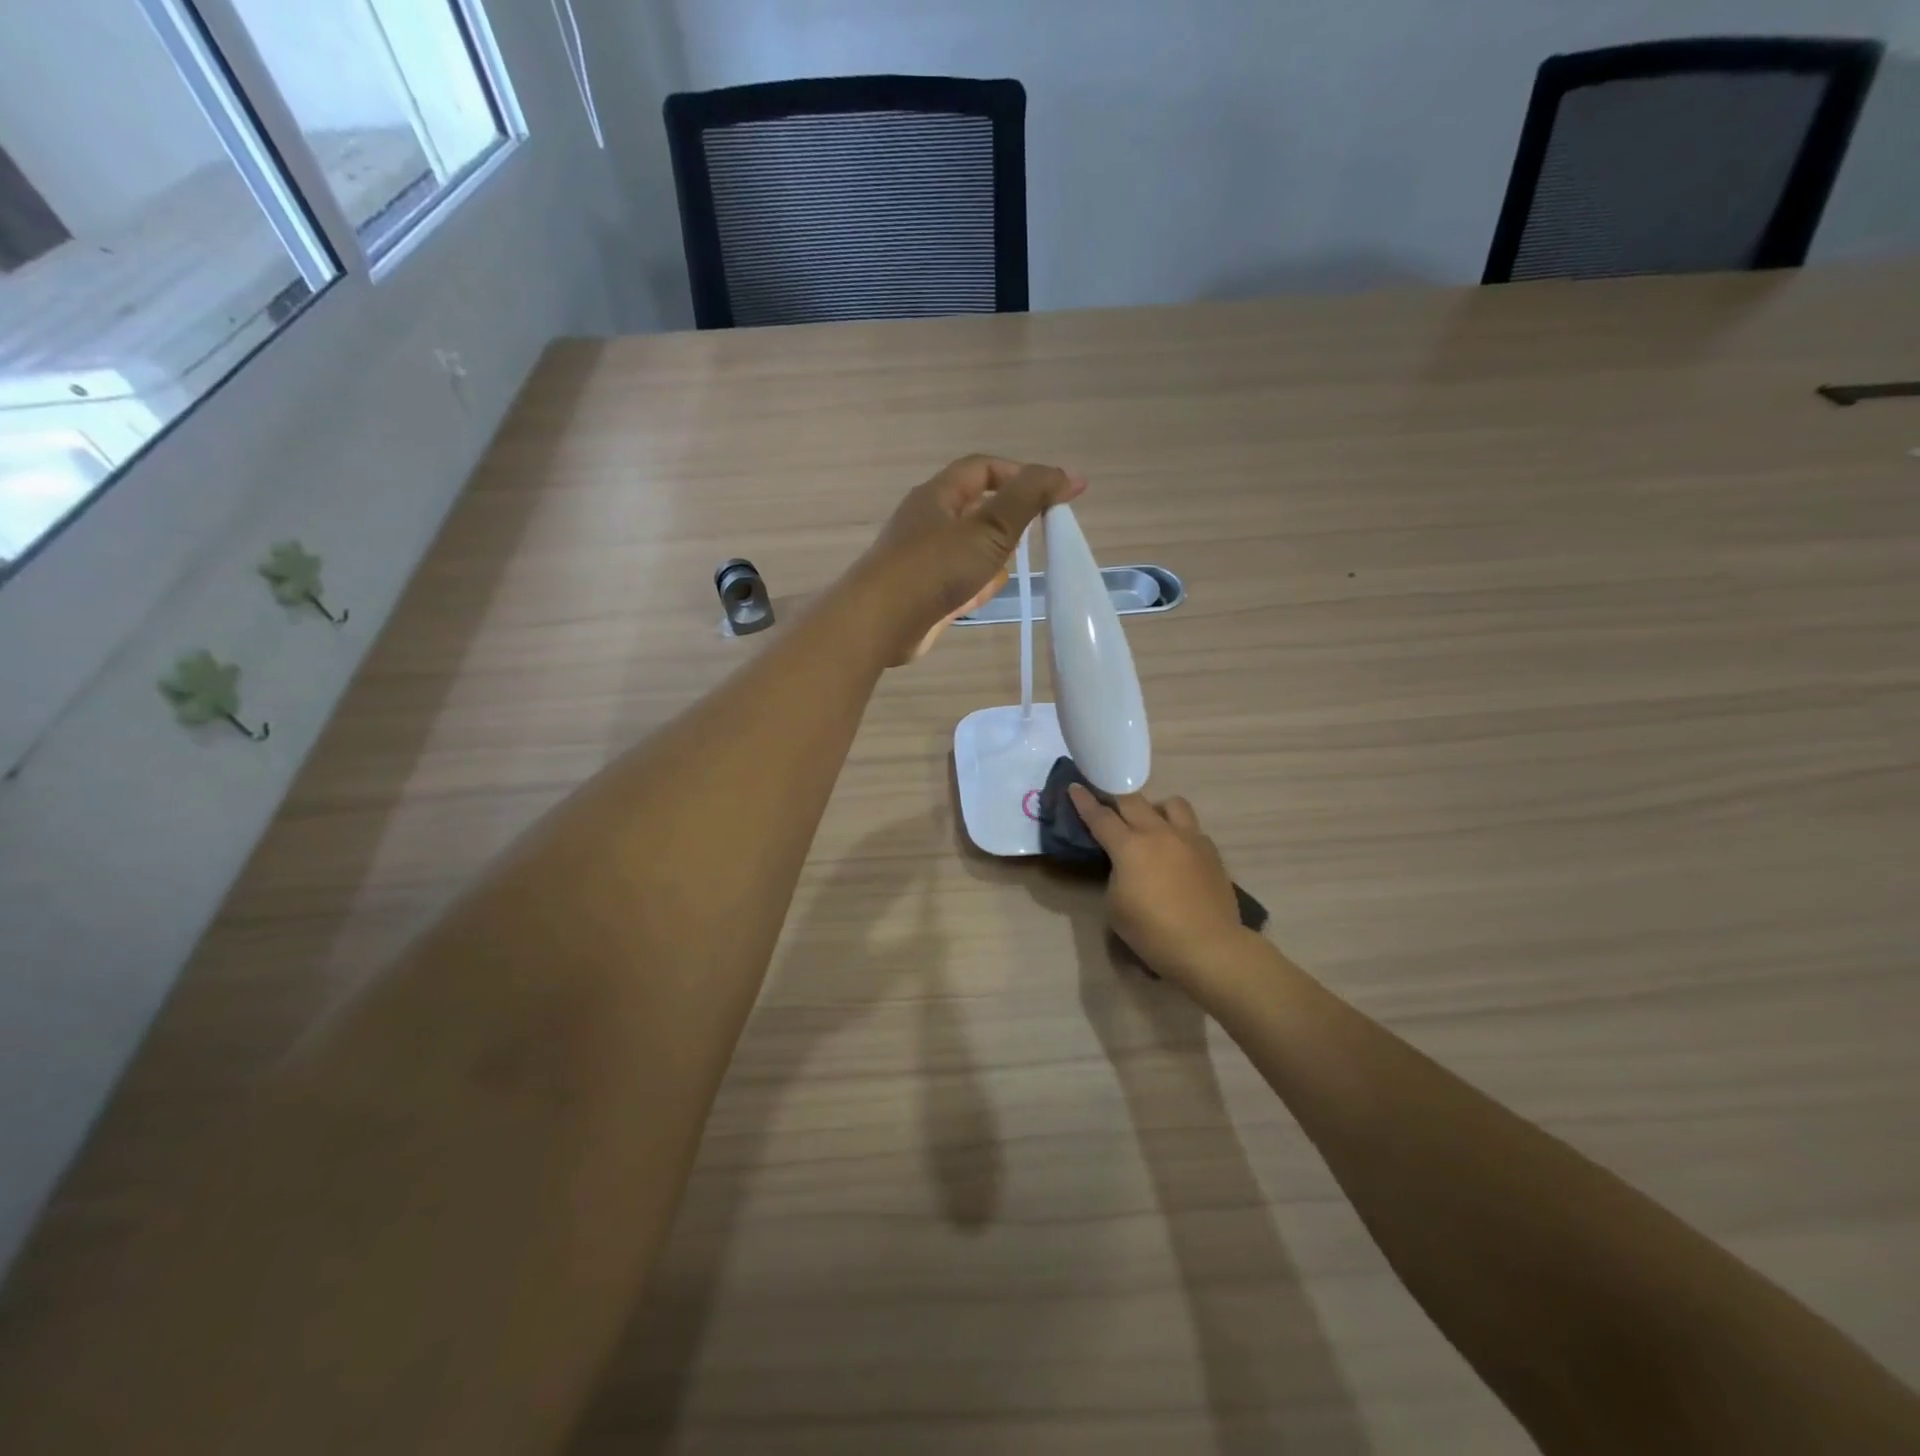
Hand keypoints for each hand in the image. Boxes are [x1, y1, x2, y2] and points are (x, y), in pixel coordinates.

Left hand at [858, 455, 1084, 664]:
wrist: (880, 623)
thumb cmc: (934, 567)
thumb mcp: (989, 528)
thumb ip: (1028, 499)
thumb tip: (1069, 475)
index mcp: (938, 495)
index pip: (984, 469)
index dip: (1022, 474)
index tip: (1057, 493)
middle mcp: (927, 522)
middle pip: (974, 508)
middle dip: (1008, 516)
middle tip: (1039, 530)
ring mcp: (922, 560)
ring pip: (966, 547)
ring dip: (993, 552)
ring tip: (1018, 561)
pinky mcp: (922, 594)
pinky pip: (956, 580)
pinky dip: (976, 582)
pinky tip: (990, 591)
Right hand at [1068, 786, 1250, 992]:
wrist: (1208, 946)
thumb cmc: (1152, 931)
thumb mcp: (1116, 905)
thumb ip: (1116, 875)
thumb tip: (1126, 865)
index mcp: (1129, 846)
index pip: (1100, 816)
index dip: (1084, 801)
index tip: (1075, 786)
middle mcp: (1158, 833)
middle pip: (1133, 801)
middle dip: (1116, 797)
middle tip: (1108, 802)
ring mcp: (1189, 839)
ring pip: (1171, 804)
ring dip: (1156, 808)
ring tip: (1152, 824)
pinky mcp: (1211, 852)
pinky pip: (1192, 829)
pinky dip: (1179, 833)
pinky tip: (1178, 852)